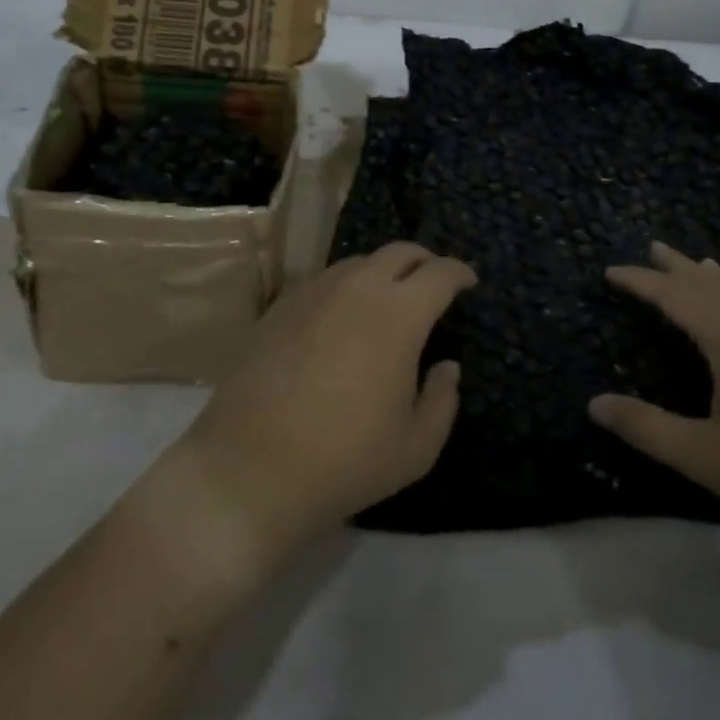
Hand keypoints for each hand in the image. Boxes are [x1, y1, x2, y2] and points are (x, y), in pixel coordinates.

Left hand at [164, 242, 474, 570]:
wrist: (251, 467)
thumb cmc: (346, 460)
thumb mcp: (416, 448)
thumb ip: (442, 400)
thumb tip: (447, 367)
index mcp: (399, 314)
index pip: (440, 273)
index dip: (460, 273)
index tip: (468, 282)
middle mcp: (357, 288)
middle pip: (399, 252)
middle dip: (424, 261)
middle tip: (432, 283)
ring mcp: (313, 292)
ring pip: (358, 262)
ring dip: (382, 272)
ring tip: (386, 301)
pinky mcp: (279, 306)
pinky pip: (323, 281)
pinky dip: (345, 288)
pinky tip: (340, 318)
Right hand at [591, 242, 719, 563]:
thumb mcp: (706, 457)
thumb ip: (647, 428)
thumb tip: (594, 403)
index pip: (677, 297)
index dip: (641, 282)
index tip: (610, 271)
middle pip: (712, 286)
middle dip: (678, 268)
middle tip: (653, 246)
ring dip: (711, 280)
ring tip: (696, 264)